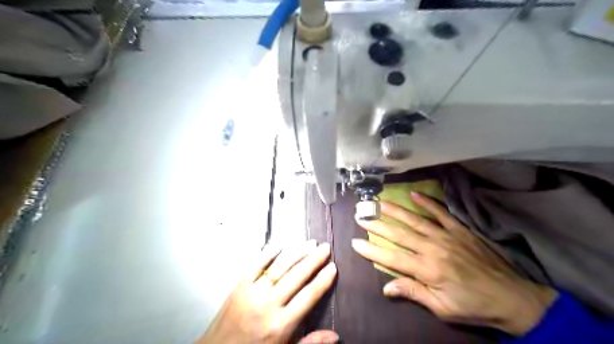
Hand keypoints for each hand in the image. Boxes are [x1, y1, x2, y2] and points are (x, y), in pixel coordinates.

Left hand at [198, 242, 338, 343]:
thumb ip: (310, 343)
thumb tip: (336, 336)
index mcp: (281, 324)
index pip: (308, 296)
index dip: (323, 280)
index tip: (333, 266)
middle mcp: (268, 305)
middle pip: (296, 276)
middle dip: (314, 260)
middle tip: (325, 247)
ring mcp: (252, 292)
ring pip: (279, 267)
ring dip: (296, 252)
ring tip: (310, 243)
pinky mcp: (239, 285)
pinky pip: (256, 264)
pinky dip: (269, 252)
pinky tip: (281, 243)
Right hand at [351, 192, 557, 333]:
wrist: (512, 298)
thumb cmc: (473, 306)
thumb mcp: (442, 308)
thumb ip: (413, 293)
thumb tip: (386, 288)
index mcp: (427, 269)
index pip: (392, 257)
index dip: (372, 250)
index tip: (355, 242)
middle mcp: (433, 248)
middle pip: (399, 234)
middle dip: (377, 225)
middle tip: (361, 216)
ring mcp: (447, 236)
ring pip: (415, 220)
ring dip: (395, 211)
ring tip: (379, 202)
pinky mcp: (460, 230)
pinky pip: (441, 213)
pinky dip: (427, 203)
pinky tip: (414, 194)